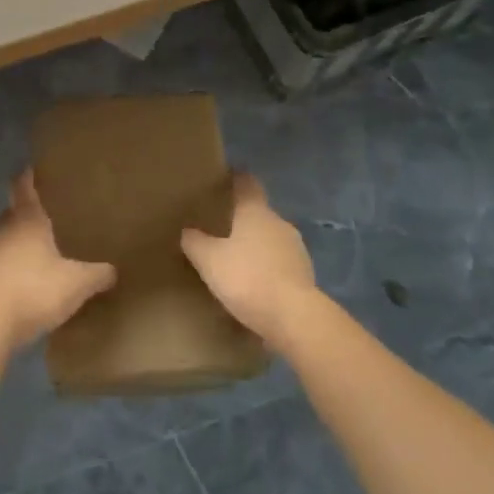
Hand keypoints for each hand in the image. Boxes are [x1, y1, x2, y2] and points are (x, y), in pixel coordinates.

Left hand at [0, 171, 116, 351]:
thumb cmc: (35, 290)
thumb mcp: (77, 283)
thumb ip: (97, 274)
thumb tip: (113, 270)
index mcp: (27, 219)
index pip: (23, 186)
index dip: (28, 175)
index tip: (33, 168)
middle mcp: (4, 228)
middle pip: (14, 211)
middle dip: (29, 212)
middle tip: (50, 214)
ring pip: (6, 237)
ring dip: (20, 241)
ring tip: (40, 249)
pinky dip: (11, 265)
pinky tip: (26, 279)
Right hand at [180, 172, 318, 345]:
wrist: (294, 318)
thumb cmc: (247, 278)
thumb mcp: (209, 260)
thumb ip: (195, 242)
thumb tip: (188, 231)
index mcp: (256, 212)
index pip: (247, 184)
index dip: (237, 178)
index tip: (227, 176)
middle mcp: (279, 224)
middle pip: (259, 213)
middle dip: (242, 219)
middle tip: (221, 227)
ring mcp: (296, 250)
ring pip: (271, 239)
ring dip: (256, 246)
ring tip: (236, 260)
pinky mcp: (305, 275)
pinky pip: (279, 264)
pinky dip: (267, 269)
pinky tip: (253, 285)